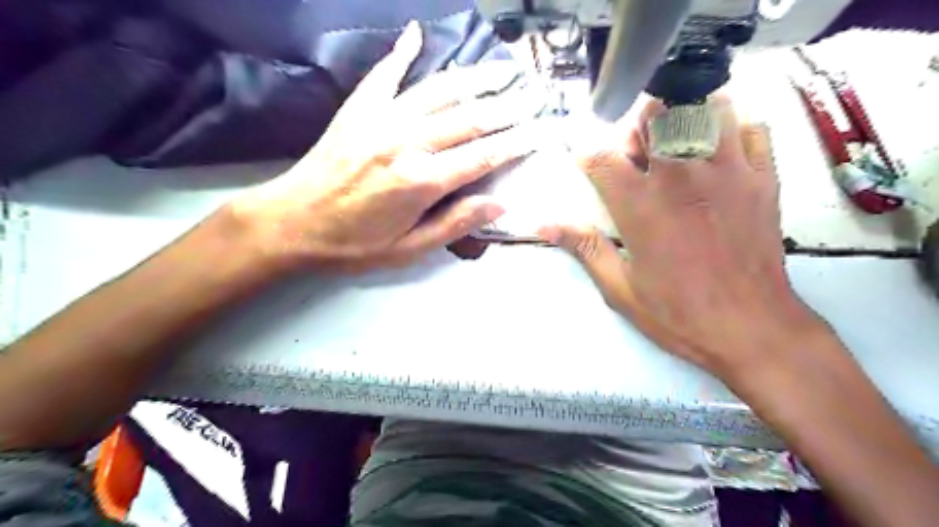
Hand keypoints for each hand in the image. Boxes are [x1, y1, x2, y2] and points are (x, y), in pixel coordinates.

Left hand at [232, 21, 534, 271]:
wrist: (291, 223)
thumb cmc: (353, 245)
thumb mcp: (408, 249)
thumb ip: (455, 223)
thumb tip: (500, 203)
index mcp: (421, 181)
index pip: (483, 156)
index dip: (518, 142)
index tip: (543, 130)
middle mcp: (406, 142)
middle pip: (469, 118)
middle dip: (508, 105)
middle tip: (536, 93)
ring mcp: (380, 120)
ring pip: (438, 91)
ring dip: (474, 77)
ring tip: (502, 68)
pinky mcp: (358, 110)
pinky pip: (385, 74)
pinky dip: (402, 53)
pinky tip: (417, 34)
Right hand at [539, 97, 822, 377]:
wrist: (751, 329)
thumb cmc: (678, 314)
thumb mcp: (619, 288)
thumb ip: (583, 247)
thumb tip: (544, 225)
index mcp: (639, 205)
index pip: (599, 156)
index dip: (585, 154)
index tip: (586, 163)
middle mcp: (679, 177)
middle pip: (652, 116)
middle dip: (637, 130)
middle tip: (638, 158)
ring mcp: (726, 171)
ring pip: (704, 108)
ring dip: (685, 119)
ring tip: (680, 146)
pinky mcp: (763, 177)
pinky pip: (752, 127)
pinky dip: (733, 129)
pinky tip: (721, 152)